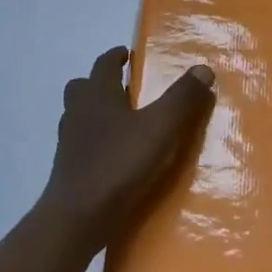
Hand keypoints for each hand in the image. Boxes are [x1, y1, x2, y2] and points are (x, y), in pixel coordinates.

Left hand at [41, 46, 215, 238]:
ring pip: (79, 115)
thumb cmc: (119, 163)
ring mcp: (68, 141)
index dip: (116, 57)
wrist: (78, 216)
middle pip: (83, 87)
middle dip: (101, 82)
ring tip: (123, 122)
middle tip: (124, 87)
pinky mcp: (67, 168)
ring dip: (96, 112)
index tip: (126, 54)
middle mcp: (78, 111)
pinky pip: (81, 143)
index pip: (104, 64)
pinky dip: (95, 141)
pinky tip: (114, 155)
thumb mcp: (160, 128)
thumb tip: (203, 69)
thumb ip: (182, 98)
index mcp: (97, 94)